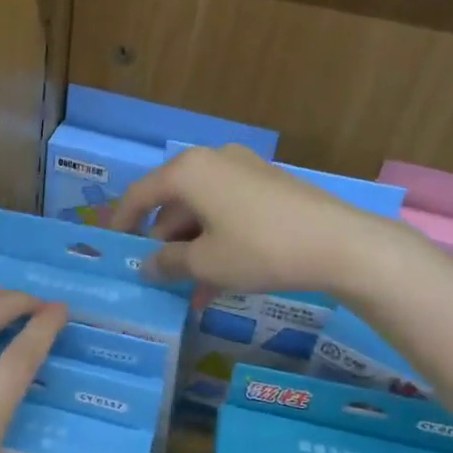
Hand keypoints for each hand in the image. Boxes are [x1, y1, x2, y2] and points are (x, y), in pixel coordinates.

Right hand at [110, 145, 381, 296]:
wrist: (339, 243)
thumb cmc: (259, 249)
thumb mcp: (206, 263)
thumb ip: (168, 263)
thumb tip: (147, 265)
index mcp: (189, 171)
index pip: (140, 194)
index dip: (122, 222)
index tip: (113, 247)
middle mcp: (213, 161)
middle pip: (174, 203)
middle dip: (165, 243)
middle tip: (159, 278)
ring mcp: (245, 171)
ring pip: (203, 211)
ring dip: (193, 250)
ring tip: (192, 291)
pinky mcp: (269, 186)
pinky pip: (229, 212)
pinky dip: (218, 241)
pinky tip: (221, 280)